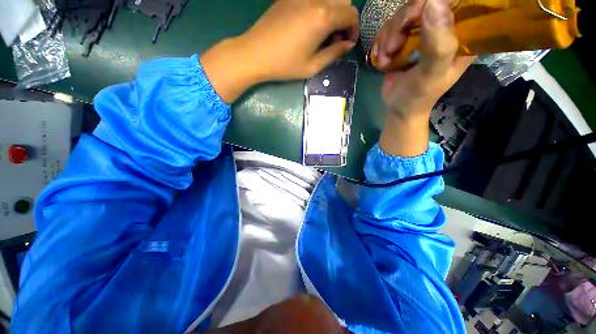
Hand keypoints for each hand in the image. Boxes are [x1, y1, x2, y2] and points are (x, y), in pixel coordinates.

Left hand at [201, 0, 358, 102]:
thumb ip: (334, 53)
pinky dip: (320, 8)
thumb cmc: (285, 64)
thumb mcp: (312, 66)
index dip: (354, 30)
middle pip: (343, 1)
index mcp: (323, 16)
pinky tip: (311, 25)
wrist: (255, 53)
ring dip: (334, 13)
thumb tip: (347, 45)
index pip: (351, 14)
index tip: (347, 44)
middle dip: (346, 20)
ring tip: (324, 33)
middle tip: (336, 39)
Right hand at [373, 0, 472, 156]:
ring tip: (387, 59)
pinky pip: (389, 28)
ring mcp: (422, 31)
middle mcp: (443, 27)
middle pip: (421, 3)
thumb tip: (432, 1)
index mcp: (462, 33)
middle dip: (401, 24)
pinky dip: (381, 43)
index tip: (413, 20)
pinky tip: (383, 59)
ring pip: (401, 15)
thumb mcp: (431, 73)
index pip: (453, 1)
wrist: (398, 108)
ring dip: (387, 38)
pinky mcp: (405, 39)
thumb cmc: (418, 95)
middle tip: (393, 48)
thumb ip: (438, 44)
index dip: (431, 4)